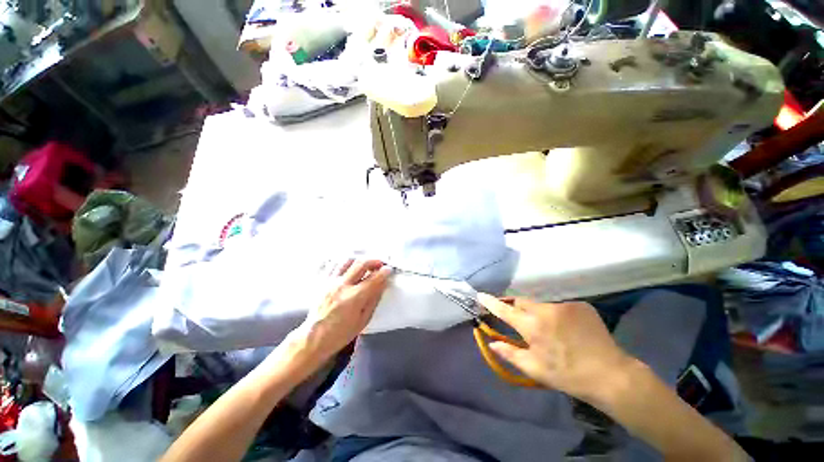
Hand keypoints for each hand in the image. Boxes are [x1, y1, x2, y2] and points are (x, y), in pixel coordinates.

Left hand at [295, 259, 390, 360]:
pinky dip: (345, 263)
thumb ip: (374, 299)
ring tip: (365, 266)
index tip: (389, 269)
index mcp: (354, 297)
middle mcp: (342, 285)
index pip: (374, 278)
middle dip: (374, 261)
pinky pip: (334, 265)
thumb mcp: (363, 320)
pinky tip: (350, 267)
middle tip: (380, 265)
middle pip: (361, 264)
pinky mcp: (322, 281)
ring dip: (359, 261)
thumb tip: (383, 284)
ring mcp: (330, 282)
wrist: (313, 338)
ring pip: (347, 261)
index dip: (384, 272)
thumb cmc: (341, 333)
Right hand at [478, 294, 632, 402]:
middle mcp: (546, 310)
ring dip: (539, 313)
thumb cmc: (568, 375)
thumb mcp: (535, 368)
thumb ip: (510, 353)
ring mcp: (565, 305)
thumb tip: (491, 342)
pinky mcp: (580, 305)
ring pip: (541, 304)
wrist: (611, 375)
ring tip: (551, 331)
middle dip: (517, 308)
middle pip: (522, 301)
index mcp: (533, 326)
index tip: (480, 295)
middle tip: (521, 322)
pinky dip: (557, 315)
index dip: (491, 302)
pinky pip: (560, 306)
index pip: (505, 309)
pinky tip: (568, 329)